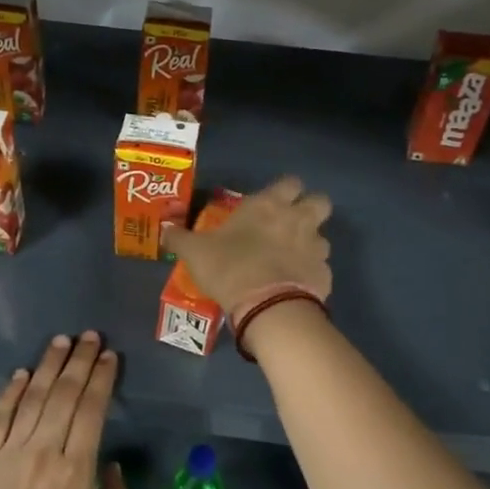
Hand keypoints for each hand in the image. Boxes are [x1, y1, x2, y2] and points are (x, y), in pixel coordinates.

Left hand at [0, 333, 127, 488]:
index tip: (109, 356)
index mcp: (75, 473)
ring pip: (33, 398)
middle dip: (79, 360)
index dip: (101, 379)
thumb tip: (112, 464)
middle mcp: (43, 453)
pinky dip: (11, 392)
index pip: (91, 410)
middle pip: (63, 394)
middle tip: (90, 335)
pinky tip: (21, 373)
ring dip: (48, 365)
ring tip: (61, 341)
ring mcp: (9, 454)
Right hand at [163, 176, 332, 319]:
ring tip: (291, 260)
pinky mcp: (324, 275)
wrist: (267, 306)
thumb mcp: (195, 252)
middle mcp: (298, 219)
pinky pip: (321, 269)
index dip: (285, 190)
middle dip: (310, 209)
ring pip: (323, 237)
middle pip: (320, 201)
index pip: (290, 182)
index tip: (273, 202)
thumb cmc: (229, 267)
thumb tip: (165, 231)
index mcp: (269, 205)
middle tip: (291, 223)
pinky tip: (294, 287)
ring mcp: (316, 247)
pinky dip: (310, 275)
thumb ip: (180, 239)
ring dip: (311, 244)